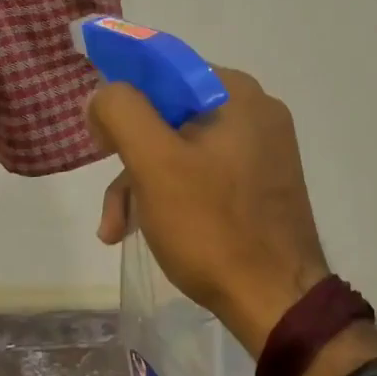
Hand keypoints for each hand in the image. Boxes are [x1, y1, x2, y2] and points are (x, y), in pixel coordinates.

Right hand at [89, 67, 331, 354]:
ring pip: (181, 148)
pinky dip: (171, 195)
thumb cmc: (212, 225)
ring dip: (143, 183)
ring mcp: (262, 150)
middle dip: (130, 157)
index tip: (100, 138)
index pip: (163, 72)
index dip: (123, 99)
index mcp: (235, 92)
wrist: (276, 304)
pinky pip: (203, 172)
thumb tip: (102, 94)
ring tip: (116, 227)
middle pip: (168, 115)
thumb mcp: (154, 162)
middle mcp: (255, 111)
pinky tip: (145, 228)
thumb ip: (121, 111)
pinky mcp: (261, 184)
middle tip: (109, 196)